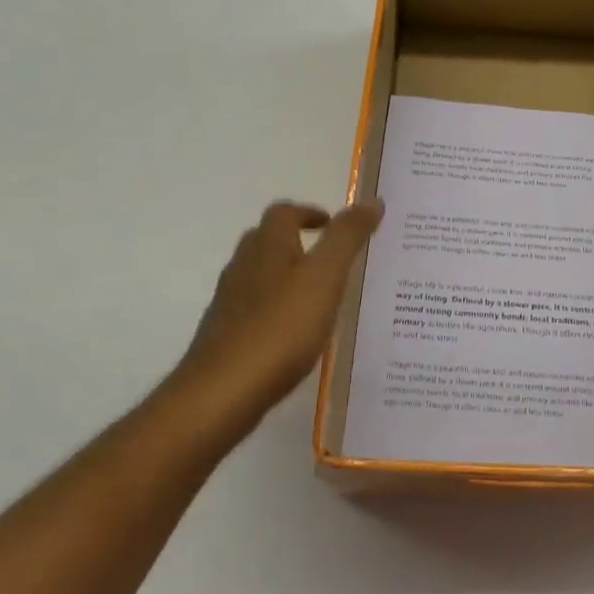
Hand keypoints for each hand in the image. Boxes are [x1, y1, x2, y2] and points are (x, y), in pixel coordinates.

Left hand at [168, 200, 383, 439]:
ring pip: (260, 276)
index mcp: (267, 246)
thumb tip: (372, 201)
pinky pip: (256, 309)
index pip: (284, 213)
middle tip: (331, 258)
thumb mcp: (325, 276)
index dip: (309, 212)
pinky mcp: (227, 335)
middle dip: (297, 242)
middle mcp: (243, 267)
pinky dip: (278, 309)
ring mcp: (230, 303)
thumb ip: (347, 237)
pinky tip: (296, 334)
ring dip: (287, 276)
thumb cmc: (280, 327)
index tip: (333, 224)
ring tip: (320, 296)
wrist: (222, 392)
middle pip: (267, 241)